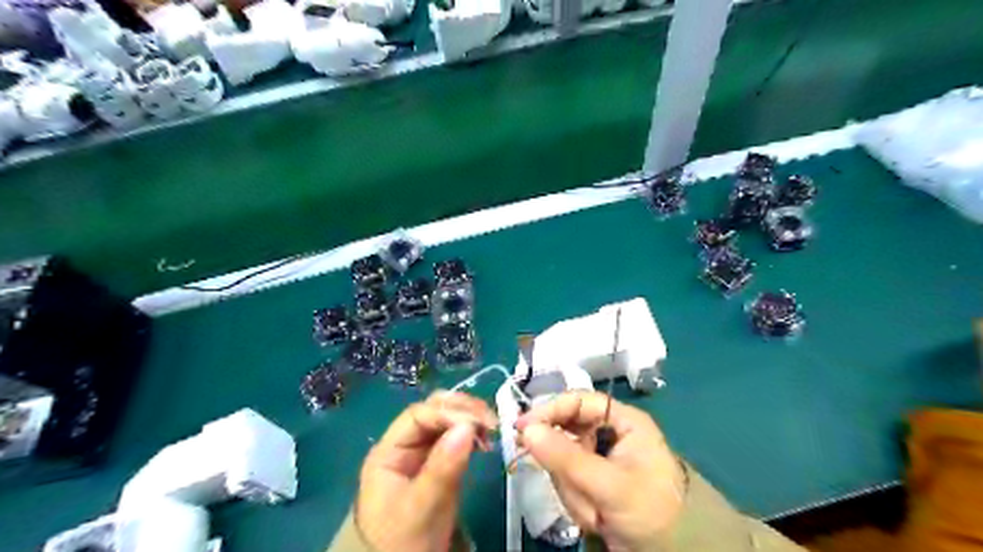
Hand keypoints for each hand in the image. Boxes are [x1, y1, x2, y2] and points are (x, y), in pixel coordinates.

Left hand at [357, 392, 500, 551]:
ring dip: (469, 419)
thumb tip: (467, 427)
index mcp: (388, 452)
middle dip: (461, 410)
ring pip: (446, 421)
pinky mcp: (438, 464)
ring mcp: (421, 454)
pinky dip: (471, 434)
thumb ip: (442, 468)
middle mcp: (404, 446)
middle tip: (490, 421)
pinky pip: (455, 439)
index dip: (447, 413)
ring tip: (491, 429)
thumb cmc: (403, 543)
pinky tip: (485, 440)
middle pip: (432, 412)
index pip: (418, 416)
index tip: (477, 424)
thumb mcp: (421, 508)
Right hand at [514, 392, 685, 550]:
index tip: (522, 428)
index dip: (549, 410)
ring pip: (563, 460)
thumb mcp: (609, 485)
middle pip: (567, 432)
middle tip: (574, 491)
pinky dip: (576, 499)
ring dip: (574, 490)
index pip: (578, 401)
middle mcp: (609, 432)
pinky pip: (568, 479)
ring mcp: (599, 456)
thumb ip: (566, 457)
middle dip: (568, 468)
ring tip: (597, 514)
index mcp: (622, 420)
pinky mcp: (592, 477)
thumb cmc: (650, 510)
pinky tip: (594, 517)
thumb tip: (527, 430)